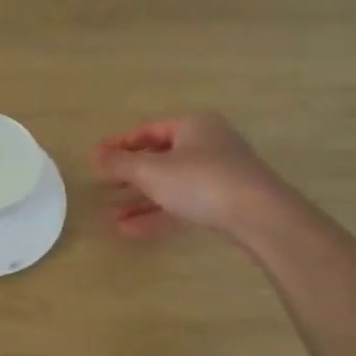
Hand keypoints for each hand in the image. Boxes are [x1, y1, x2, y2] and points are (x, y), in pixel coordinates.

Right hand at [92, 113, 278, 236]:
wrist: (260, 216)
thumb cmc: (201, 181)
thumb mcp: (153, 171)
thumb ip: (121, 164)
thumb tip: (95, 155)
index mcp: (193, 125)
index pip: (147, 130)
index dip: (119, 144)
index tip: (96, 158)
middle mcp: (207, 144)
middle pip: (159, 158)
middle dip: (129, 177)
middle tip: (102, 187)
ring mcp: (218, 175)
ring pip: (170, 185)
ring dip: (140, 201)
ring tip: (111, 216)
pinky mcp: (224, 202)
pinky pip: (183, 204)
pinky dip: (158, 214)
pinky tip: (131, 230)